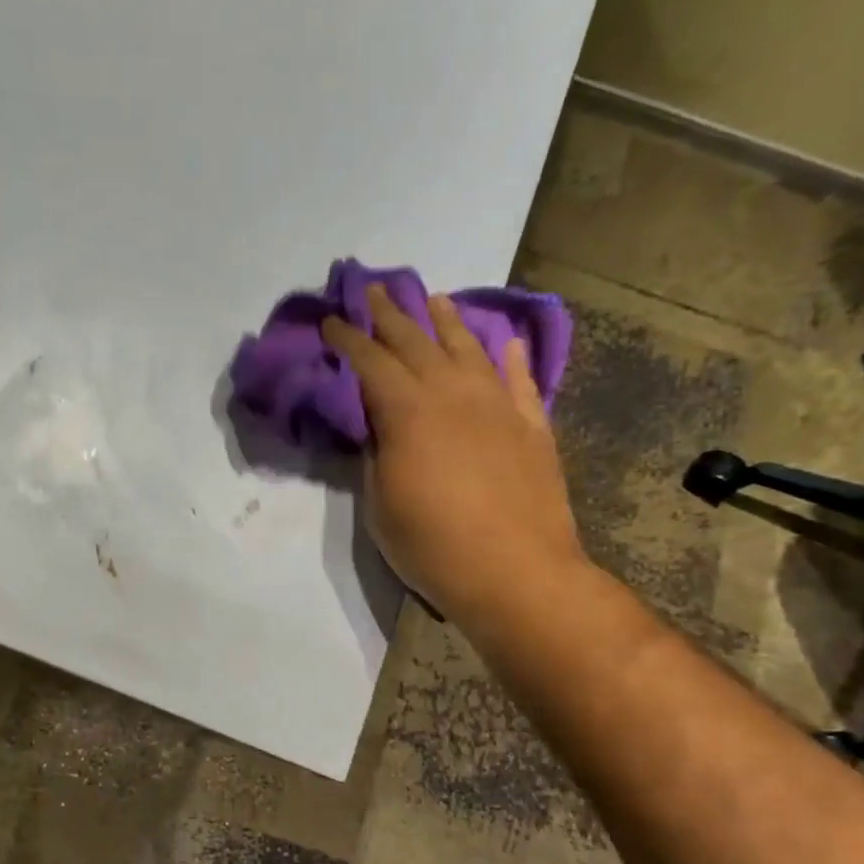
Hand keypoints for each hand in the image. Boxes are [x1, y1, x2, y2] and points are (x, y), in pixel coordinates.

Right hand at [322, 285, 583, 622]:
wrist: (516, 573)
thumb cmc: (433, 545)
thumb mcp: (380, 503)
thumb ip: (376, 453)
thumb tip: (378, 426)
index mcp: (408, 411)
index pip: (370, 360)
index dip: (348, 338)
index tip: (332, 319)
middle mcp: (453, 393)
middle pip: (416, 341)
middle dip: (389, 314)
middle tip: (373, 290)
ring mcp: (498, 405)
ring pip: (469, 348)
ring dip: (447, 321)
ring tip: (432, 300)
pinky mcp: (531, 425)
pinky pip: (519, 379)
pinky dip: (509, 356)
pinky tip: (504, 341)